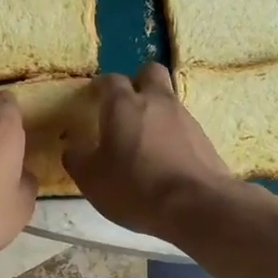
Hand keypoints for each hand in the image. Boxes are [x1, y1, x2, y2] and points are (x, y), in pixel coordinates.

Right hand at [63, 63, 237, 239]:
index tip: (94, 98)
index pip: (110, 80)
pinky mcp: (204, 138)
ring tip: (145, 142)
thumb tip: (73, 147)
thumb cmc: (135, 186)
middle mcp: (156, 101)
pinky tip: (165, 161)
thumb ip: (77, 157)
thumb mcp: (91, 178)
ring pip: (168, 100)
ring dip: (156, 112)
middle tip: (125, 107)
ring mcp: (185, 117)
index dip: (101, 86)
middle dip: (137, 82)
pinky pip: (183, 127)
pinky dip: (172, 136)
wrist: (196, 206)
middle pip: (150, 72)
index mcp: (123, 104)